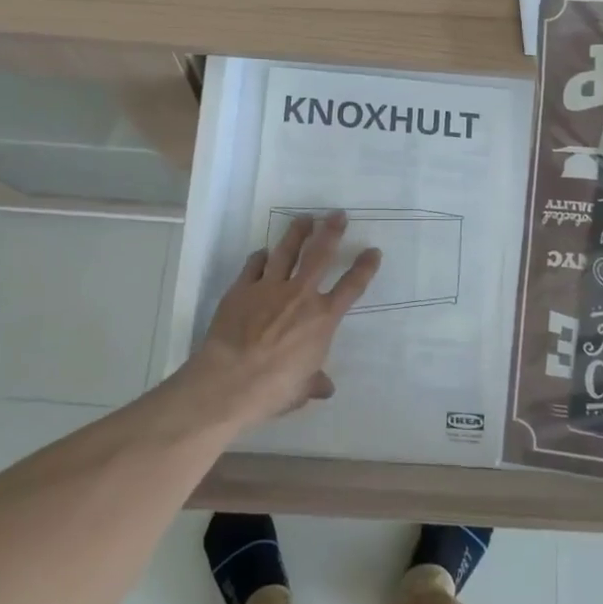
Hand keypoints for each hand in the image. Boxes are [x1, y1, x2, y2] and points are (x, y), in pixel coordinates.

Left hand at [181, 211, 381, 428]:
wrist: (229, 381)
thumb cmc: (273, 389)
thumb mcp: (301, 389)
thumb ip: (315, 382)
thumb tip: (325, 387)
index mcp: (322, 319)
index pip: (351, 287)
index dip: (365, 268)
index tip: (373, 251)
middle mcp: (300, 295)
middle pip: (320, 254)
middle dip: (331, 231)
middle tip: (337, 214)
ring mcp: (269, 287)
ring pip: (286, 250)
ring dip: (297, 232)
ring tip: (304, 218)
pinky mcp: (242, 288)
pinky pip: (254, 265)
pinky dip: (260, 256)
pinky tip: (263, 252)